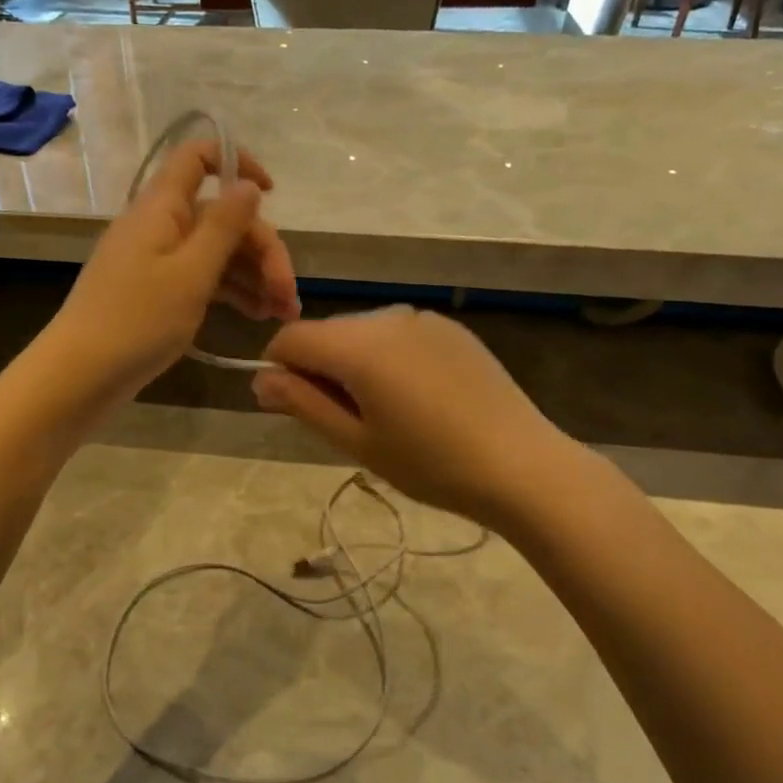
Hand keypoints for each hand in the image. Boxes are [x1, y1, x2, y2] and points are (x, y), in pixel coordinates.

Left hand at [47, 138, 298, 401]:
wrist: (79, 376)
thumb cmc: (137, 321)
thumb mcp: (191, 273)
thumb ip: (224, 226)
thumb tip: (248, 185)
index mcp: (162, 208)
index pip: (198, 157)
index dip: (237, 163)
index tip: (270, 192)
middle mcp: (159, 225)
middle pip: (221, 217)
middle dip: (262, 250)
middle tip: (288, 296)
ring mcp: (157, 259)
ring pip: (216, 251)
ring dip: (254, 276)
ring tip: (283, 314)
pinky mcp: (156, 290)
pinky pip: (202, 277)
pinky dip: (232, 292)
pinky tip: (258, 316)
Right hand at [252, 307, 570, 527]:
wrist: (521, 464)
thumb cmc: (431, 464)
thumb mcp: (357, 442)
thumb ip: (302, 404)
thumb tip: (260, 380)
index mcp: (358, 345)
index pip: (290, 338)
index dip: (279, 370)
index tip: (294, 408)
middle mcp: (387, 317)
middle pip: (327, 332)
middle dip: (319, 367)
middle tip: (346, 421)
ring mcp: (422, 318)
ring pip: (362, 331)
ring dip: (354, 362)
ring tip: (386, 411)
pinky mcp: (450, 327)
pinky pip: (398, 333)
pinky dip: (388, 357)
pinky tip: (418, 397)